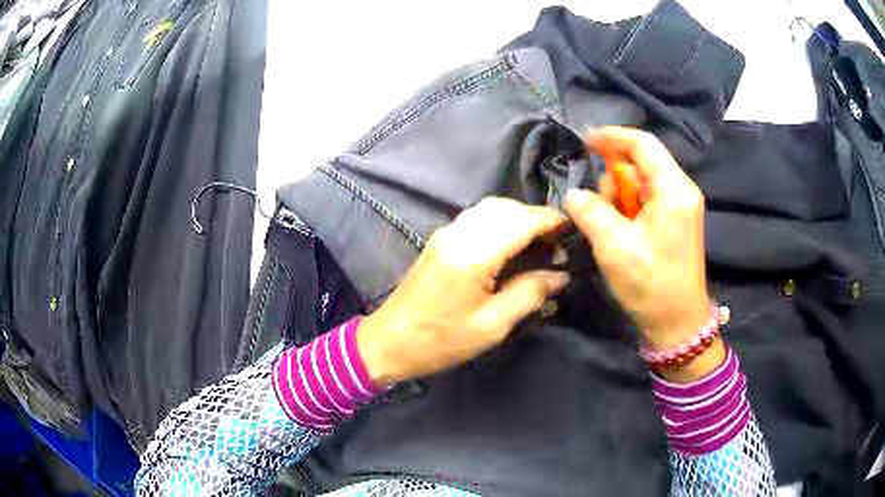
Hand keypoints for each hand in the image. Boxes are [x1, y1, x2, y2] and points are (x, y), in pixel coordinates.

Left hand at [359, 198, 569, 386]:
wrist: (389, 341)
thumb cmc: (441, 341)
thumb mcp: (492, 326)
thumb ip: (529, 294)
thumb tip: (560, 276)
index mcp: (473, 254)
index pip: (522, 221)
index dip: (551, 222)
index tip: (573, 233)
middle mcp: (459, 232)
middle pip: (507, 207)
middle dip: (536, 219)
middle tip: (556, 245)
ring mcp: (446, 232)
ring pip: (491, 209)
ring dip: (518, 219)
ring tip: (538, 247)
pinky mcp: (440, 239)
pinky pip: (477, 218)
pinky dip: (500, 223)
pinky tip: (511, 247)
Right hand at [565, 127, 722, 381]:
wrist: (678, 324)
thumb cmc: (651, 285)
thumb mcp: (614, 246)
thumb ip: (590, 211)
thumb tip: (575, 194)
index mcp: (674, 189)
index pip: (643, 144)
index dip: (612, 137)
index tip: (585, 142)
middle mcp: (682, 190)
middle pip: (642, 163)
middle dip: (614, 178)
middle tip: (596, 205)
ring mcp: (682, 206)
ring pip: (643, 183)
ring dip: (619, 197)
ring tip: (608, 227)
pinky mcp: (677, 222)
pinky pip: (649, 201)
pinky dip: (629, 209)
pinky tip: (620, 232)